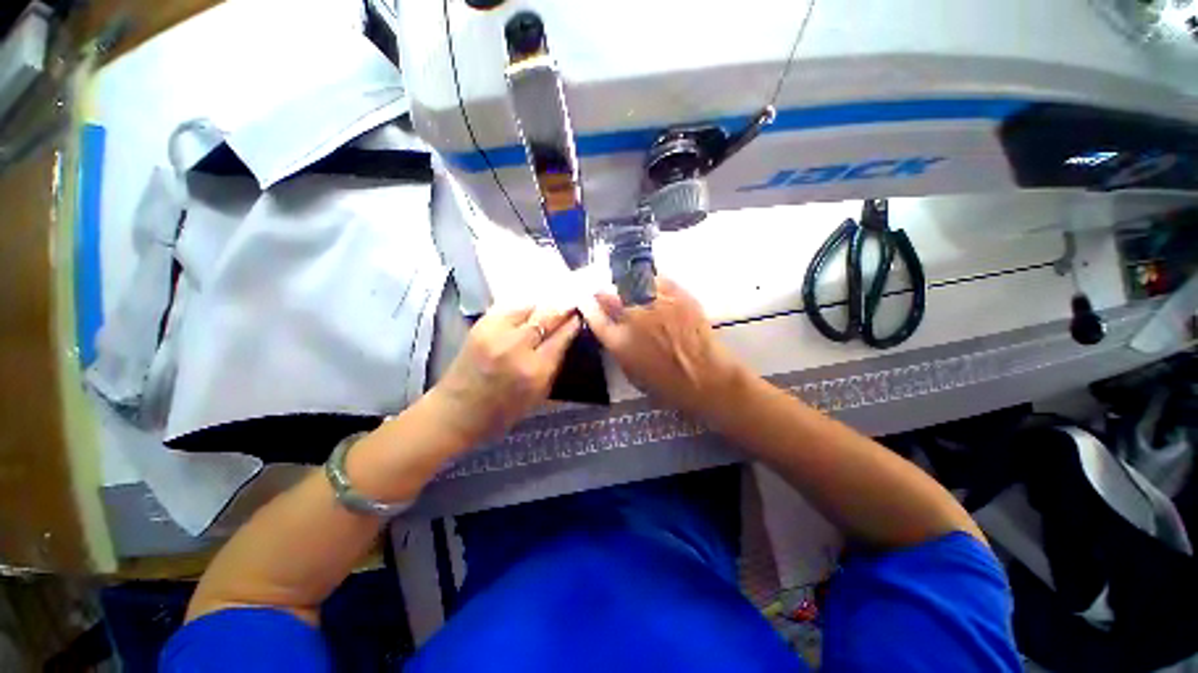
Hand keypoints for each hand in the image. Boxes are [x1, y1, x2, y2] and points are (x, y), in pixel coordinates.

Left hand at [430, 306, 580, 445]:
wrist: (455, 412)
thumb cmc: (501, 413)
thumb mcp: (538, 395)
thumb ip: (554, 364)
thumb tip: (566, 338)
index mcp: (535, 371)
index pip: (561, 337)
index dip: (573, 324)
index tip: (580, 317)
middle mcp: (517, 347)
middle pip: (547, 316)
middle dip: (561, 309)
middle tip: (569, 307)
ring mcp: (496, 333)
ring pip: (529, 307)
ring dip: (542, 308)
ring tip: (547, 311)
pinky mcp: (481, 326)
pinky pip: (510, 308)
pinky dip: (522, 309)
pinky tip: (526, 314)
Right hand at [580, 277, 746, 417]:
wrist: (706, 377)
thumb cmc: (668, 385)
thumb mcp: (632, 373)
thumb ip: (619, 349)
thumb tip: (614, 331)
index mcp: (619, 342)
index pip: (594, 317)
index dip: (588, 307)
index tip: (586, 301)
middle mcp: (632, 318)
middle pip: (607, 296)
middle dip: (602, 293)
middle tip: (605, 293)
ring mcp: (655, 303)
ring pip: (630, 282)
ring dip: (624, 285)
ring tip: (627, 287)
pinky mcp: (676, 295)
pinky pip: (657, 278)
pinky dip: (650, 280)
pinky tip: (650, 284)